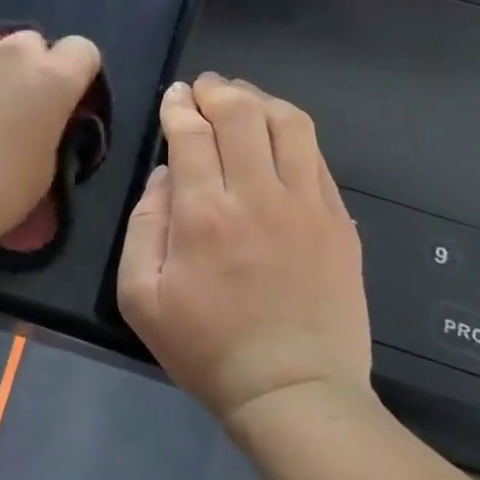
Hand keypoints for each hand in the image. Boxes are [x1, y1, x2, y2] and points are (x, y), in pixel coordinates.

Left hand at [0, 30, 102, 253]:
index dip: (76, 74)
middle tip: (14, 111)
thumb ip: (49, 132)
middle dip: (30, 70)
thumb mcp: (42, 171)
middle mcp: (13, 52)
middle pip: (33, 45)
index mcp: (53, 80)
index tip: (62, 104)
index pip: (83, 50)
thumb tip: (38, 122)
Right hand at [117, 75, 370, 423]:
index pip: (191, 133)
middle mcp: (258, 195)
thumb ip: (143, 225)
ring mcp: (307, 205)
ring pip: (289, 123)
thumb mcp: (140, 296)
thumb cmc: (205, 348)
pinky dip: (292, 133)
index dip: (179, 106)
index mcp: (203, 214)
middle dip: (217, 90)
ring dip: (260, 100)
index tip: (174, 97)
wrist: (292, 390)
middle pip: (241, 114)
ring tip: (242, 101)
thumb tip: (164, 176)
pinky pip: (317, 156)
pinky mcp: (339, 221)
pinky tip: (278, 138)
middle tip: (203, 88)